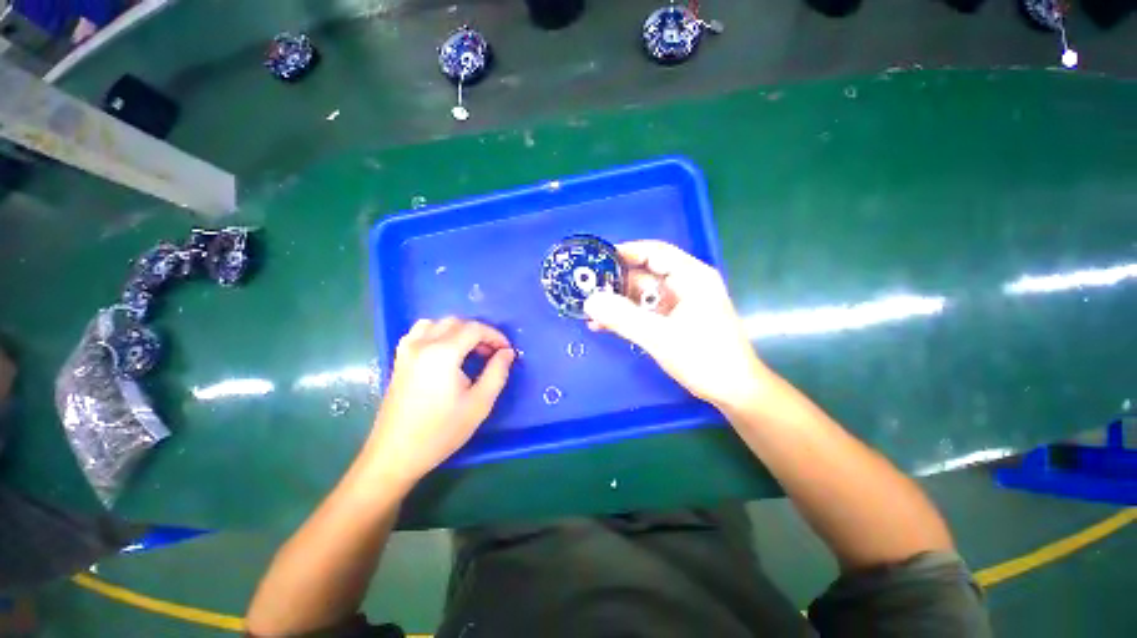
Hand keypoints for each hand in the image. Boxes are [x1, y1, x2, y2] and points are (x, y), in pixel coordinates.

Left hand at [365, 318, 515, 488]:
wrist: (396, 454)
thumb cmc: (442, 431)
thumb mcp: (480, 403)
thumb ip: (497, 372)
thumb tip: (507, 352)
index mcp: (443, 353)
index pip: (475, 329)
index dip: (495, 336)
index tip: (506, 351)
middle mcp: (422, 344)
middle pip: (457, 322)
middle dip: (479, 333)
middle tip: (491, 353)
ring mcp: (407, 350)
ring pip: (437, 323)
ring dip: (458, 331)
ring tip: (469, 350)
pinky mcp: (399, 359)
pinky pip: (420, 332)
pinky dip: (438, 333)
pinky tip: (445, 352)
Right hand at [583, 241, 769, 408]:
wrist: (733, 392)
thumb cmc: (704, 358)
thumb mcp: (659, 336)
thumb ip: (623, 317)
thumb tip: (590, 301)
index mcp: (691, 277)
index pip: (655, 252)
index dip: (626, 252)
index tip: (597, 260)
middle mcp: (685, 285)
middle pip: (644, 275)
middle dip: (615, 283)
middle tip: (586, 291)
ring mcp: (679, 305)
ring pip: (641, 296)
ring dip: (617, 304)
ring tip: (589, 312)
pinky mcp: (674, 321)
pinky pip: (645, 312)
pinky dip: (626, 317)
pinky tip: (602, 326)